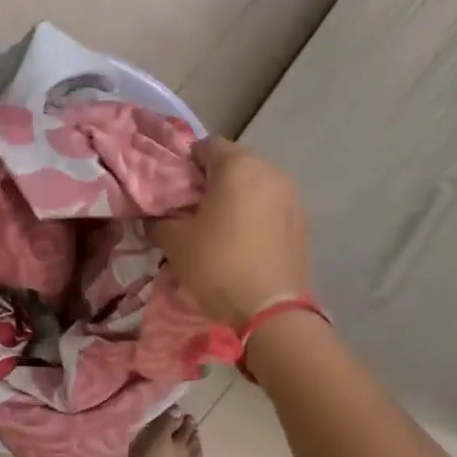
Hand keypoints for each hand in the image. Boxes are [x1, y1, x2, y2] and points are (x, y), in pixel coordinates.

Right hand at [151, 136, 310, 327]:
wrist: (271, 310)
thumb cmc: (218, 266)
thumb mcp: (175, 242)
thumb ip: (159, 220)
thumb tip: (153, 216)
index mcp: (237, 166)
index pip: (206, 146)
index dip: (186, 165)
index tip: (175, 191)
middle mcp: (269, 171)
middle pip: (234, 161)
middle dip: (212, 179)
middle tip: (193, 208)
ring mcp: (291, 195)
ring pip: (255, 182)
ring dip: (236, 195)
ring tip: (219, 224)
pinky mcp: (302, 220)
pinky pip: (271, 204)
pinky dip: (255, 212)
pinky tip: (243, 239)